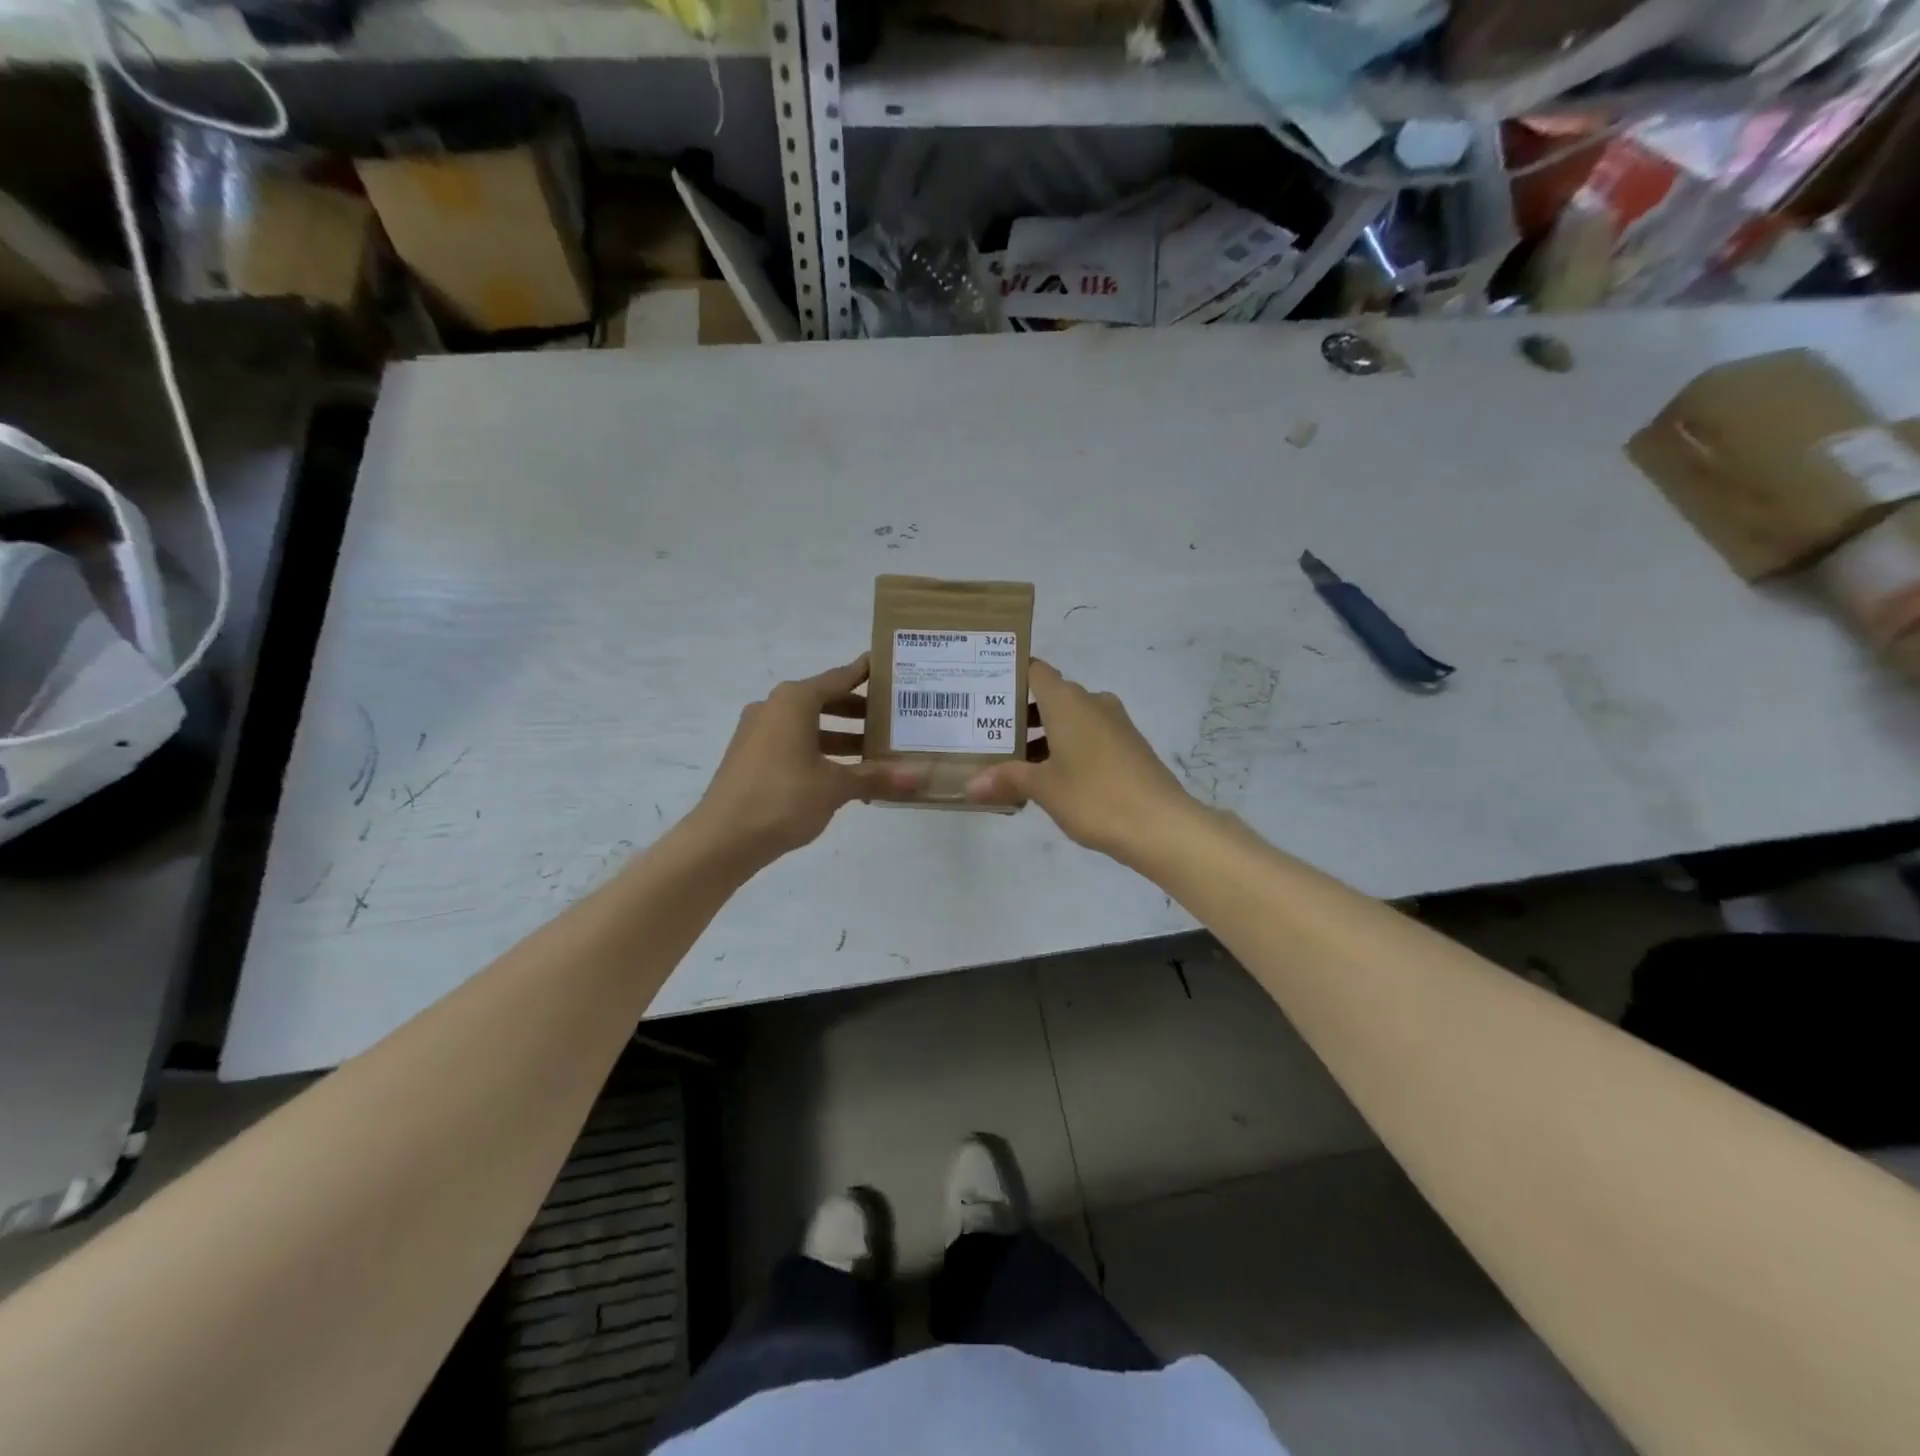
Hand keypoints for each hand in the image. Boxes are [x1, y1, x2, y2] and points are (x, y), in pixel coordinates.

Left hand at [689, 655, 926, 871]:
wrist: (721, 840)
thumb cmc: (782, 799)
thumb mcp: (836, 787)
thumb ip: (877, 777)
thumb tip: (922, 776)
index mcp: (794, 701)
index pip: (839, 677)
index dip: (866, 673)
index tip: (890, 668)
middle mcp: (774, 708)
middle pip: (824, 700)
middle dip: (858, 711)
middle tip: (893, 718)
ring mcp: (758, 733)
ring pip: (809, 725)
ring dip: (841, 736)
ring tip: (875, 752)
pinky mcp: (751, 757)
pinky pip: (794, 743)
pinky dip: (820, 751)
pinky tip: (843, 775)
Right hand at [966, 658, 1194, 864]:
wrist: (1162, 825)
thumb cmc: (1095, 796)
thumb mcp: (1044, 788)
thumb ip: (1007, 779)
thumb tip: (971, 785)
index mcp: (1068, 701)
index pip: (1034, 671)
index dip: (1010, 676)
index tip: (984, 690)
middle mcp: (1092, 703)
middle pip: (1049, 697)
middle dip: (1020, 716)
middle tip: (987, 736)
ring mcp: (1114, 725)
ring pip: (1069, 720)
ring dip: (1042, 738)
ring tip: (1012, 766)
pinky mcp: (1128, 747)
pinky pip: (1088, 738)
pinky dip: (1066, 750)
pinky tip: (1049, 780)